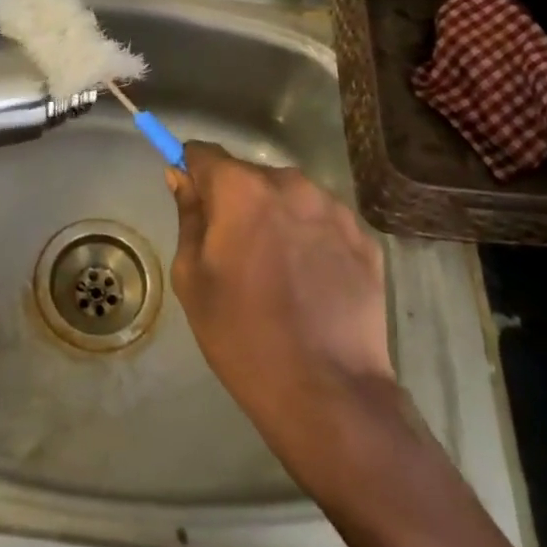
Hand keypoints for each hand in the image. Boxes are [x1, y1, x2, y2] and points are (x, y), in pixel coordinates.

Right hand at [168, 142, 399, 476]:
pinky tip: (311, 282)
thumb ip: (189, 216)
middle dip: (237, 201)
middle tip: (235, 250)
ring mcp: (334, 208)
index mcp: (241, 189)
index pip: (205, 154)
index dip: (192, 171)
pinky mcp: (364, 237)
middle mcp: (290, 183)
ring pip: (290, 197)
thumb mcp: (193, 277)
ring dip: (277, 217)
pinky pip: (323, 222)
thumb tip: (181, 177)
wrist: (327, 393)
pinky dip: (311, 238)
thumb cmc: (243, 334)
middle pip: (251, 176)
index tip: (192, 199)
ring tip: (278, 270)